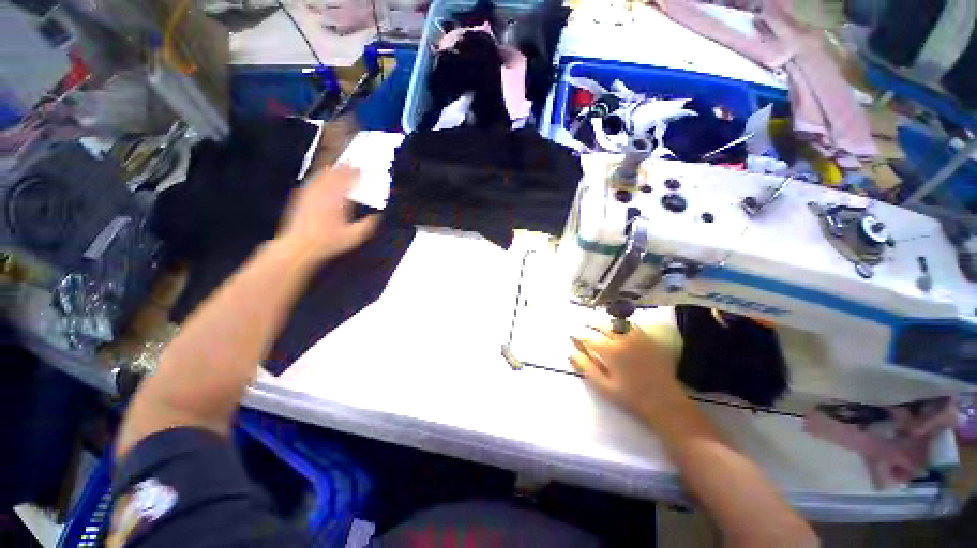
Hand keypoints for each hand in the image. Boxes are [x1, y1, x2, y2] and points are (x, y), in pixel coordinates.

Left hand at [277, 165, 379, 261]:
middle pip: (336, 173)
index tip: (364, 168)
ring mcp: (311, 192)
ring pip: (324, 174)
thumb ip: (368, 224)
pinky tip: (324, 177)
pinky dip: (322, 176)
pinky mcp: (302, 196)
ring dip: (334, 169)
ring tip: (341, 166)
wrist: (299, 246)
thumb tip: (378, 215)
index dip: (357, 172)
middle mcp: (324, 191)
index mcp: (338, 198)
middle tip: (354, 163)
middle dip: (346, 167)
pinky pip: (314, 180)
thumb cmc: (329, 242)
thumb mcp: (355, 237)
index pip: (349, 179)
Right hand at [571, 325, 687, 423]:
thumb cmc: (631, 398)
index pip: (589, 339)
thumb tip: (571, 354)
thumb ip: (586, 368)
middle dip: (590, 324)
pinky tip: (618, 325)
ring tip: (597, 322)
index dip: (578, 337)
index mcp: (611, 352)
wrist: (665, 403)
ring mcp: (638, 338)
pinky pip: (632, 325)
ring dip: (604, 321)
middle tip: (582, 324)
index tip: (571, 335)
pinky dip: (621, 322)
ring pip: (617, 322)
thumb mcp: (604, 387)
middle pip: (602, 326)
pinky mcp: (649, 340)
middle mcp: (623, 340)